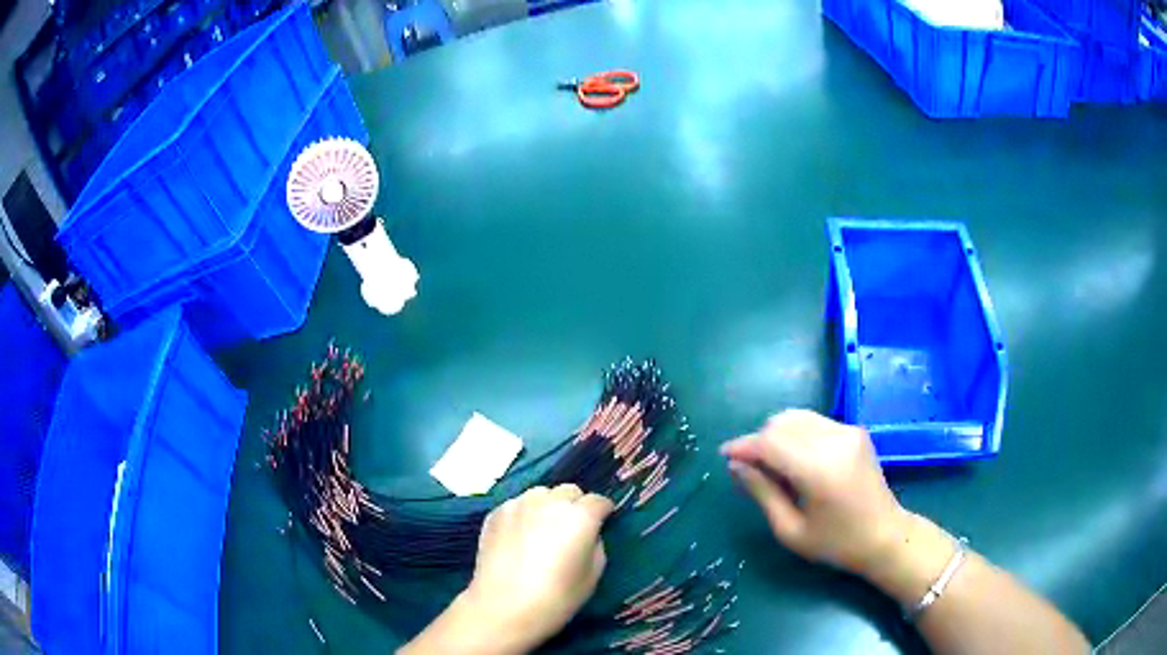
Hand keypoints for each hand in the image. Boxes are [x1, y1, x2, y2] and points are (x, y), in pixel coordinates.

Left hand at [466, 484, 613, 648]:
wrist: (503, 607)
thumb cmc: (556, 597)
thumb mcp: (593, 575)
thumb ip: (595, 545)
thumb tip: (588, 535)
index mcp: (580, 516)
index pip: (598, 501)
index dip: (603, 512)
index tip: (602, 523)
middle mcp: (549, 502)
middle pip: (569, 491)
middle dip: (575, 505)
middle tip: (572, 529)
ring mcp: (518, 505)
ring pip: (540, 494)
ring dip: (547, 506)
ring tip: (543, 530)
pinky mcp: (495, 514)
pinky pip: (517, 506)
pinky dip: (523, 515)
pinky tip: (520, 537)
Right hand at [720, 410, 913, 577]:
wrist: (884, 535)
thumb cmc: (835, 543)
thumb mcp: (790, 530)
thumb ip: (762, 492)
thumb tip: (736, 465)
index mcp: (819, 469)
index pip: (770, 443)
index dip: (744, 446)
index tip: (724, 455)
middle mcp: (835, 440)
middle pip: (782, 424)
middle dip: (759, 441)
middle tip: (750, 468)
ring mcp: (848, 431)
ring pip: (797, 417)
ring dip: (777, 435)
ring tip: (772, 464)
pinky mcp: (854, 430)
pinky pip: (813, 421)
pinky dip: (796, 434)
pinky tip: (796, 459)